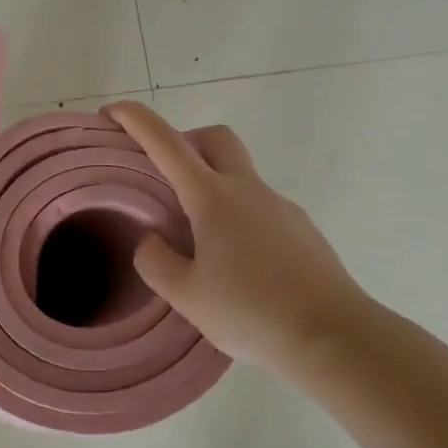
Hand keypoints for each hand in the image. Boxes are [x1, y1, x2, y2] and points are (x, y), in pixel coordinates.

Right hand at [105, 101, 372, 375]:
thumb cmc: (252, 312)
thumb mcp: (187, 296)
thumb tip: (151, 239)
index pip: (166, 143)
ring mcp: (280, 206)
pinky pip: (261, 206)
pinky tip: (240, 264)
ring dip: (214, 185)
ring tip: (201, 240)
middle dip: (186, 141)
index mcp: (212, 197)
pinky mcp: (302, 228)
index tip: (112, 111)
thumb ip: (157, 262)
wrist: (335, 336)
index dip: (136, 120)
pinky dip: (240, 216)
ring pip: (240, 174)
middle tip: (167, 177)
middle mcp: (247, 189)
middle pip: (215, 138)